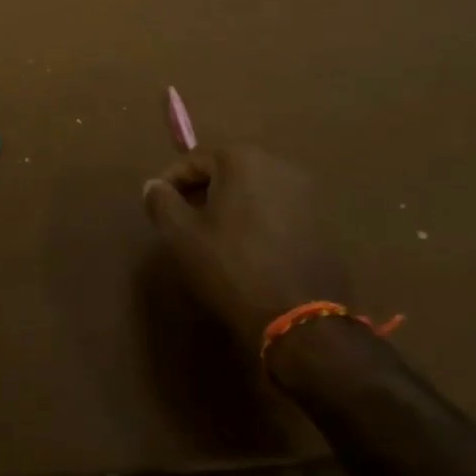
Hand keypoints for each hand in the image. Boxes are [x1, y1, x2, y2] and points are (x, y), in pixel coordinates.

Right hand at [141, 145, 350, 353]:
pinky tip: (248, 248)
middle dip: (203, 190)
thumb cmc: (231, 266)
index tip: (158, 205)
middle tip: (184, 220)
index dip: (172, 181)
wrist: (300, 317)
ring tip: (215, 236)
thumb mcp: (182, 235)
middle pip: (228, 170)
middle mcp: (278, 164)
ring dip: (232, 204)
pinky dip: (258, 219)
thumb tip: (154, 186)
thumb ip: (161, 202)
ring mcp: (306, 192)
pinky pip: (278, 210)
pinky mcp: (322, 221)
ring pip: (254, 189)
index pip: (195, 159)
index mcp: (242, 159)